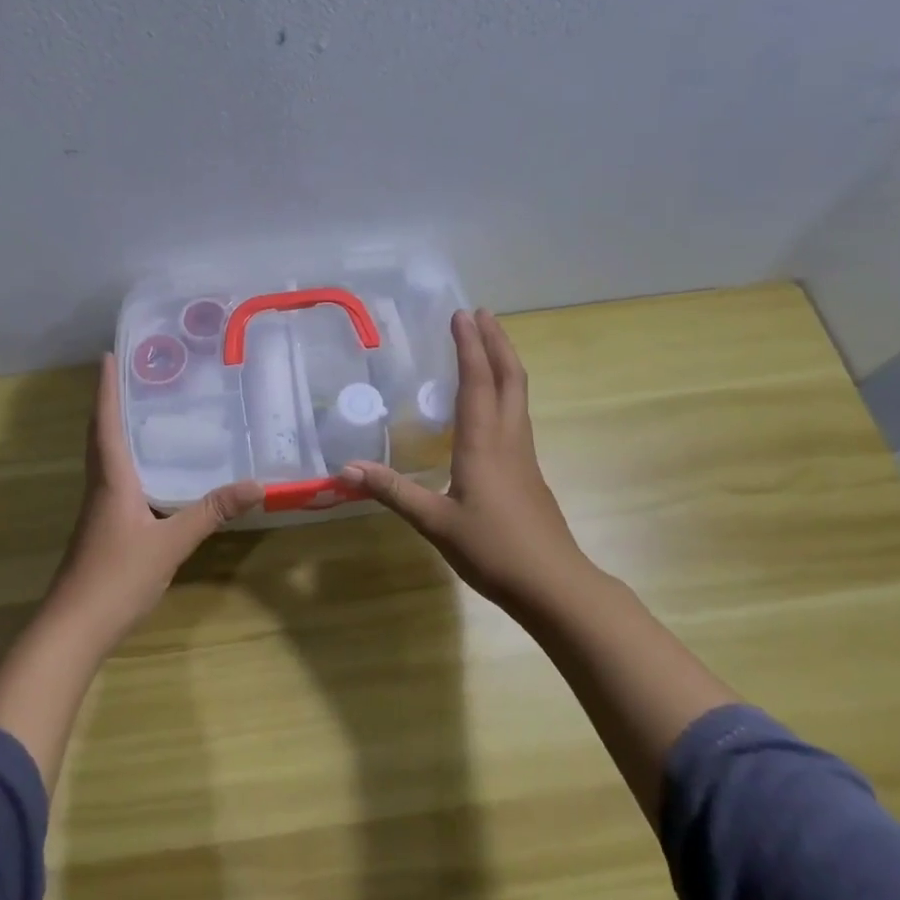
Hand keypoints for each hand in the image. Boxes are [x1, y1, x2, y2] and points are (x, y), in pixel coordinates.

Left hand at [48, 352, 263, 642]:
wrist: (74, 628)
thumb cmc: (117, 576)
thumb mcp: (171, 543)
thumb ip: (210, 512)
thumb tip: (256, 484)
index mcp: (111, 480)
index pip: (106, 423)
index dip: (106, 389)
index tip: (108, 355)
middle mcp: (100, 487)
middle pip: (100, 436)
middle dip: (111, 403)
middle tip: (133, 376)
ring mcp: (98, 511)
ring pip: (105, 459)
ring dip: (117, 431)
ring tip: (145, 412)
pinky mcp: (102, 530)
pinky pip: (114, 481)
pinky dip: (127, 463)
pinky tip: (150, 473)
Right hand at [342, 309, 592, 607]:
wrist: (553, 585)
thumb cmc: (493, 550)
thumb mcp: (435, 522)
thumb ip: (393, 492)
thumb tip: (346, 469)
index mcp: (484, 443)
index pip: (478, 381)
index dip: (469, 346)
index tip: (461, 314)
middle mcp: (508, 439)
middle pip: (510, 378)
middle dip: (497, 342)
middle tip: (481, 314)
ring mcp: (523, 455)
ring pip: (518, 395)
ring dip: (505, 363)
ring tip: (488, 345)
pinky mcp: (529, 472)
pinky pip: (517, 416)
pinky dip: (505, 392)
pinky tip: (491, 406)